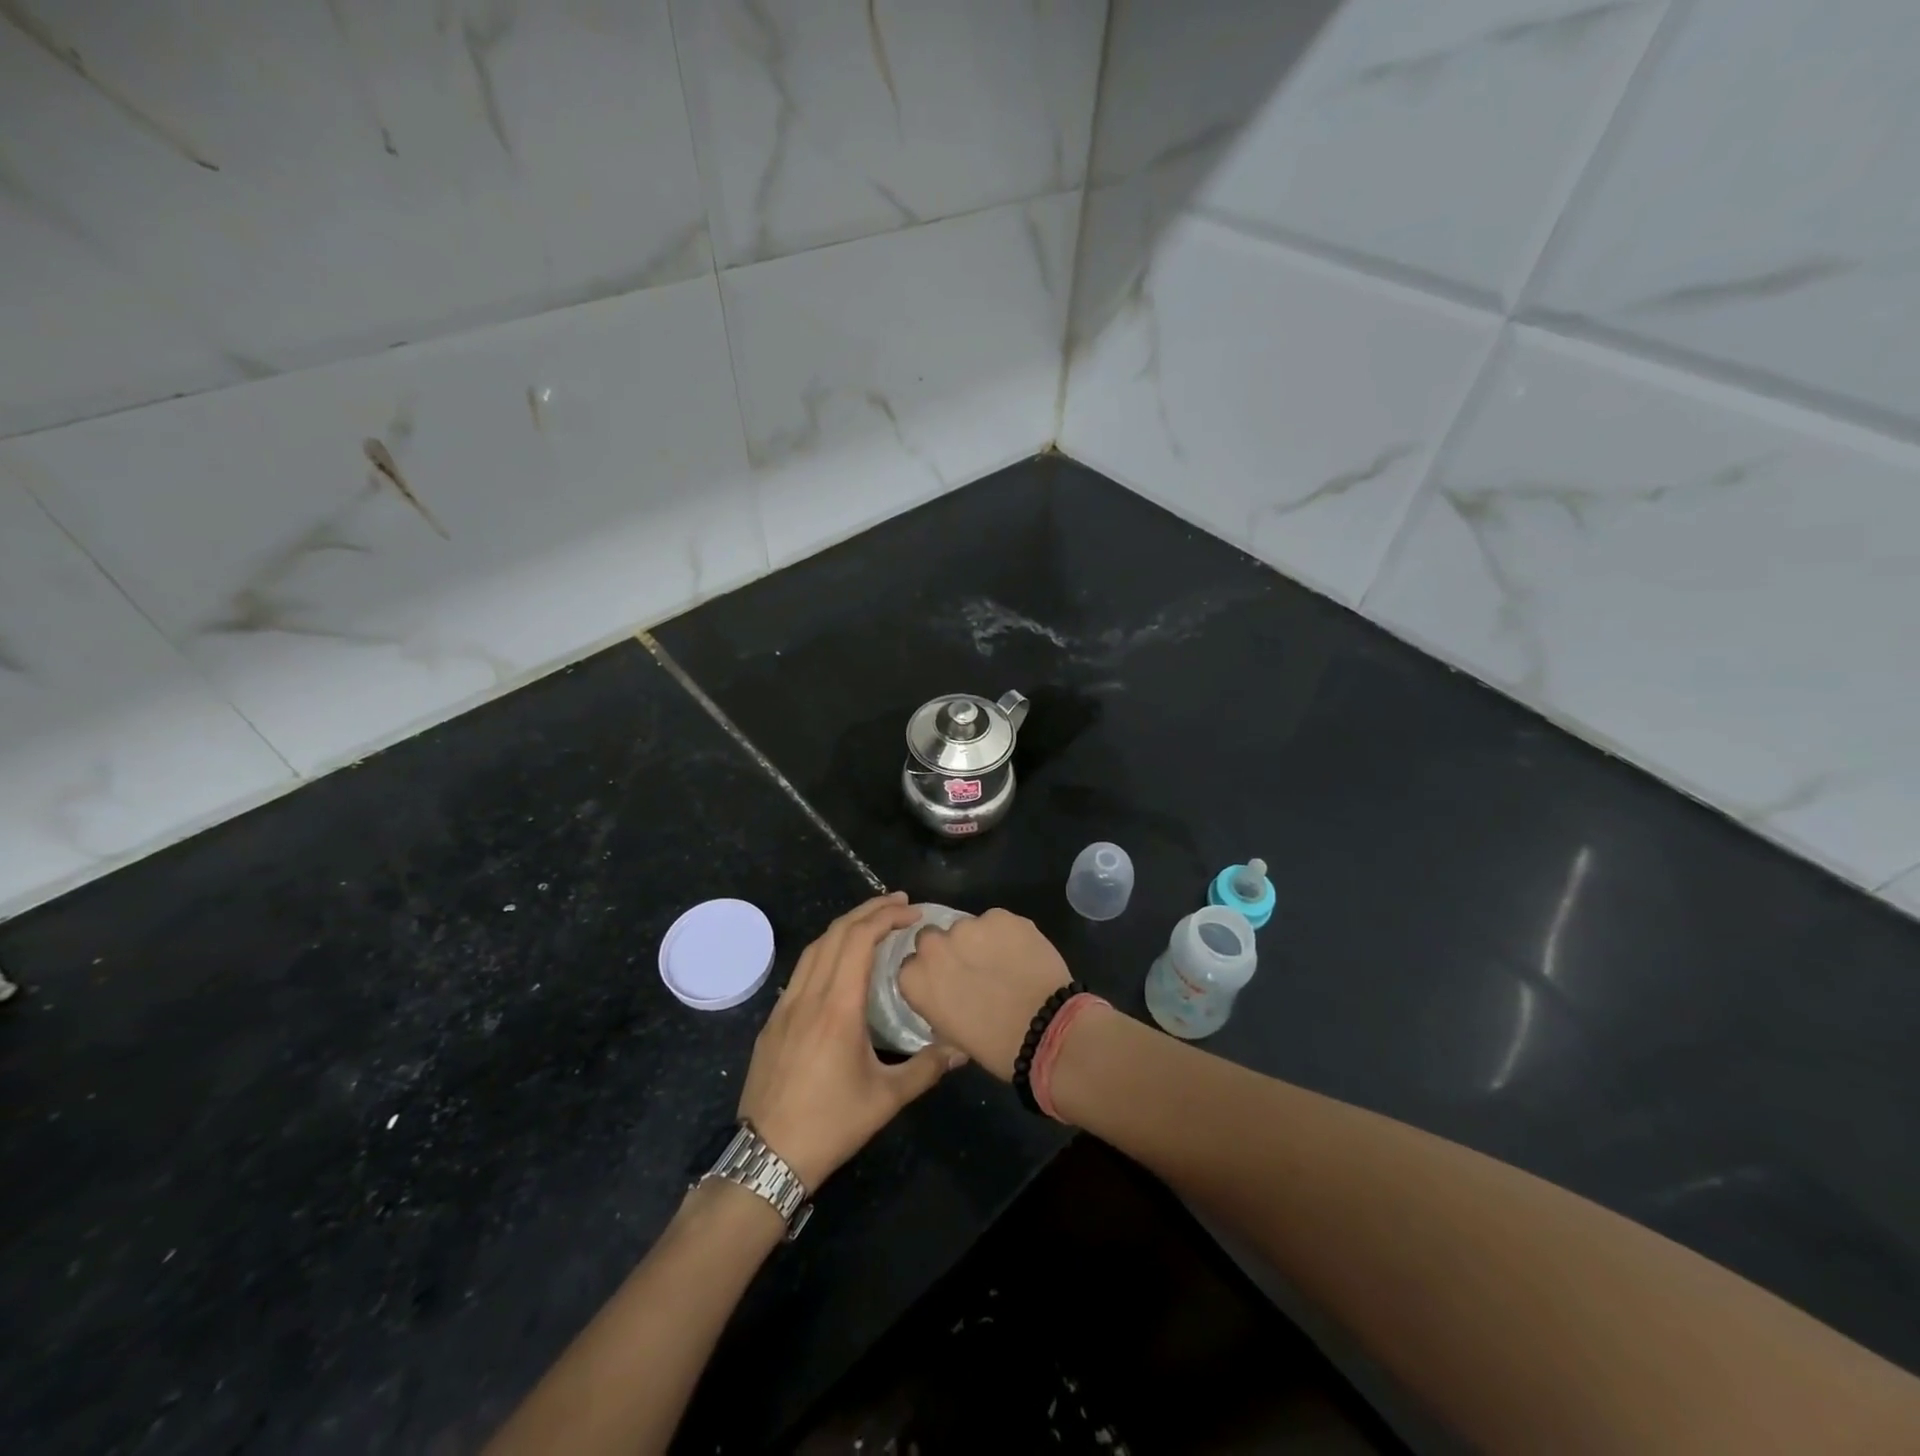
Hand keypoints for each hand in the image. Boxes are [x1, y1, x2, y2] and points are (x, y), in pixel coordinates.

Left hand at [739, 893, 965, 1189]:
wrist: (767, 1156)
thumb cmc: (831, 1125)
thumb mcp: (886, 1099)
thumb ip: (927, 1068)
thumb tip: (963, 1049)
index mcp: (838, 1007)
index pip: (859, 939)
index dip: (886, 916)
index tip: (913, 912)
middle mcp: (809, 995)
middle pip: (835, 933)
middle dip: (868, 910)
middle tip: (899, 903)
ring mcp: (785, 1006)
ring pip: (814, 947)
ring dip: (844, 926)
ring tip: (872, 922)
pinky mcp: (773, 1020)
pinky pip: (801, 969)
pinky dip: (825, 949)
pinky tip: (839, 962)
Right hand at [897, 909, 1071, 1081]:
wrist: (1045, 1030)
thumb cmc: (994, 1046)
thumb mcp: (950, 1033)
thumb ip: (938, 1002)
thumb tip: (947, 994)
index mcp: (914, 978)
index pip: (912, 965)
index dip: (932, 972)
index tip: (948, 983)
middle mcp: (934, 946)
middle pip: (933, 937)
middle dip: (950, 950)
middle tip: (974, 969)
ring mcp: (968, 926)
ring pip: (968, 927)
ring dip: (980, 941)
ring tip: (1004, 962)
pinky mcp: (1000, 916)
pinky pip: (998, 922)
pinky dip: (1007, 934)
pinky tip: (1023, 954)